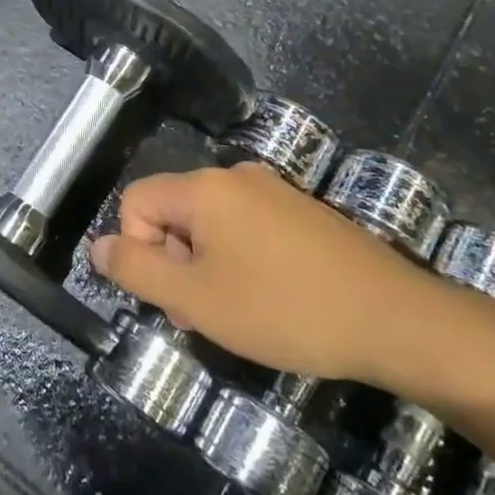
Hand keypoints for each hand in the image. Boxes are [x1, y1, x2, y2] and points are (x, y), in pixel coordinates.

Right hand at [88, 163, 440, 383]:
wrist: (397, 319)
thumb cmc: (285, 310)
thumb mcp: (196, 300)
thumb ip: (136, 270)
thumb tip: (98, 246)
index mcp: (203, 187)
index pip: (135, 202)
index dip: (139, 250)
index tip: (175, 296)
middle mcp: (235, 176)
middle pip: (173, 211)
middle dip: (175, 262)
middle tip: (205, 313)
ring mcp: (273, 190)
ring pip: (210, 223)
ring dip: (207, 266)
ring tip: (240, 312)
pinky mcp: (303, 211)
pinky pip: (247, 227)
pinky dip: (242, 260)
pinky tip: (273, 298)